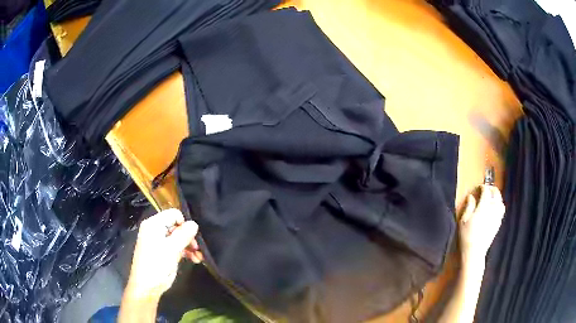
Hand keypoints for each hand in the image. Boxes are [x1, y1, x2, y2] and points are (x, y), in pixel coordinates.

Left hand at [125, 209, 202, 299]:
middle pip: (177, 226)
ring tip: (199, 257)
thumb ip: (183, 235)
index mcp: (154, 224)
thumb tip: (194, 223)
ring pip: (179, 237)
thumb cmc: (157, 264)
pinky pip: (177, 246)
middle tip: (198, 248)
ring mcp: (160, 241)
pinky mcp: (164, 252)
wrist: (147, 286)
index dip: (184, 223)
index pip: (173, 214)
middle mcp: (156, 230)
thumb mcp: (171, 249)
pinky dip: (186, 252)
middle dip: (189, 237)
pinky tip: (195, 260)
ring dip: (190, 246)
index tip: (193, 236)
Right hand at [459, 185, 504, 262]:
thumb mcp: (463, 220)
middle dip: (492, 189)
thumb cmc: (467, 235)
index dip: (483, 187)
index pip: (486, 191)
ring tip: (492, 198)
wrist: (475, 252)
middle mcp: (493, 209)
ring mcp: (497, 216)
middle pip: (496, 194)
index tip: (479, 187)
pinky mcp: (498, 223)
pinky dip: (499, 205)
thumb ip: (469, 206)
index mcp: (484, 206)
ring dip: (497, 197)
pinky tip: (495, 209)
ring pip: (501, 201)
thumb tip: (471, 196)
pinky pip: (501, 210)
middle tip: (486, 189)